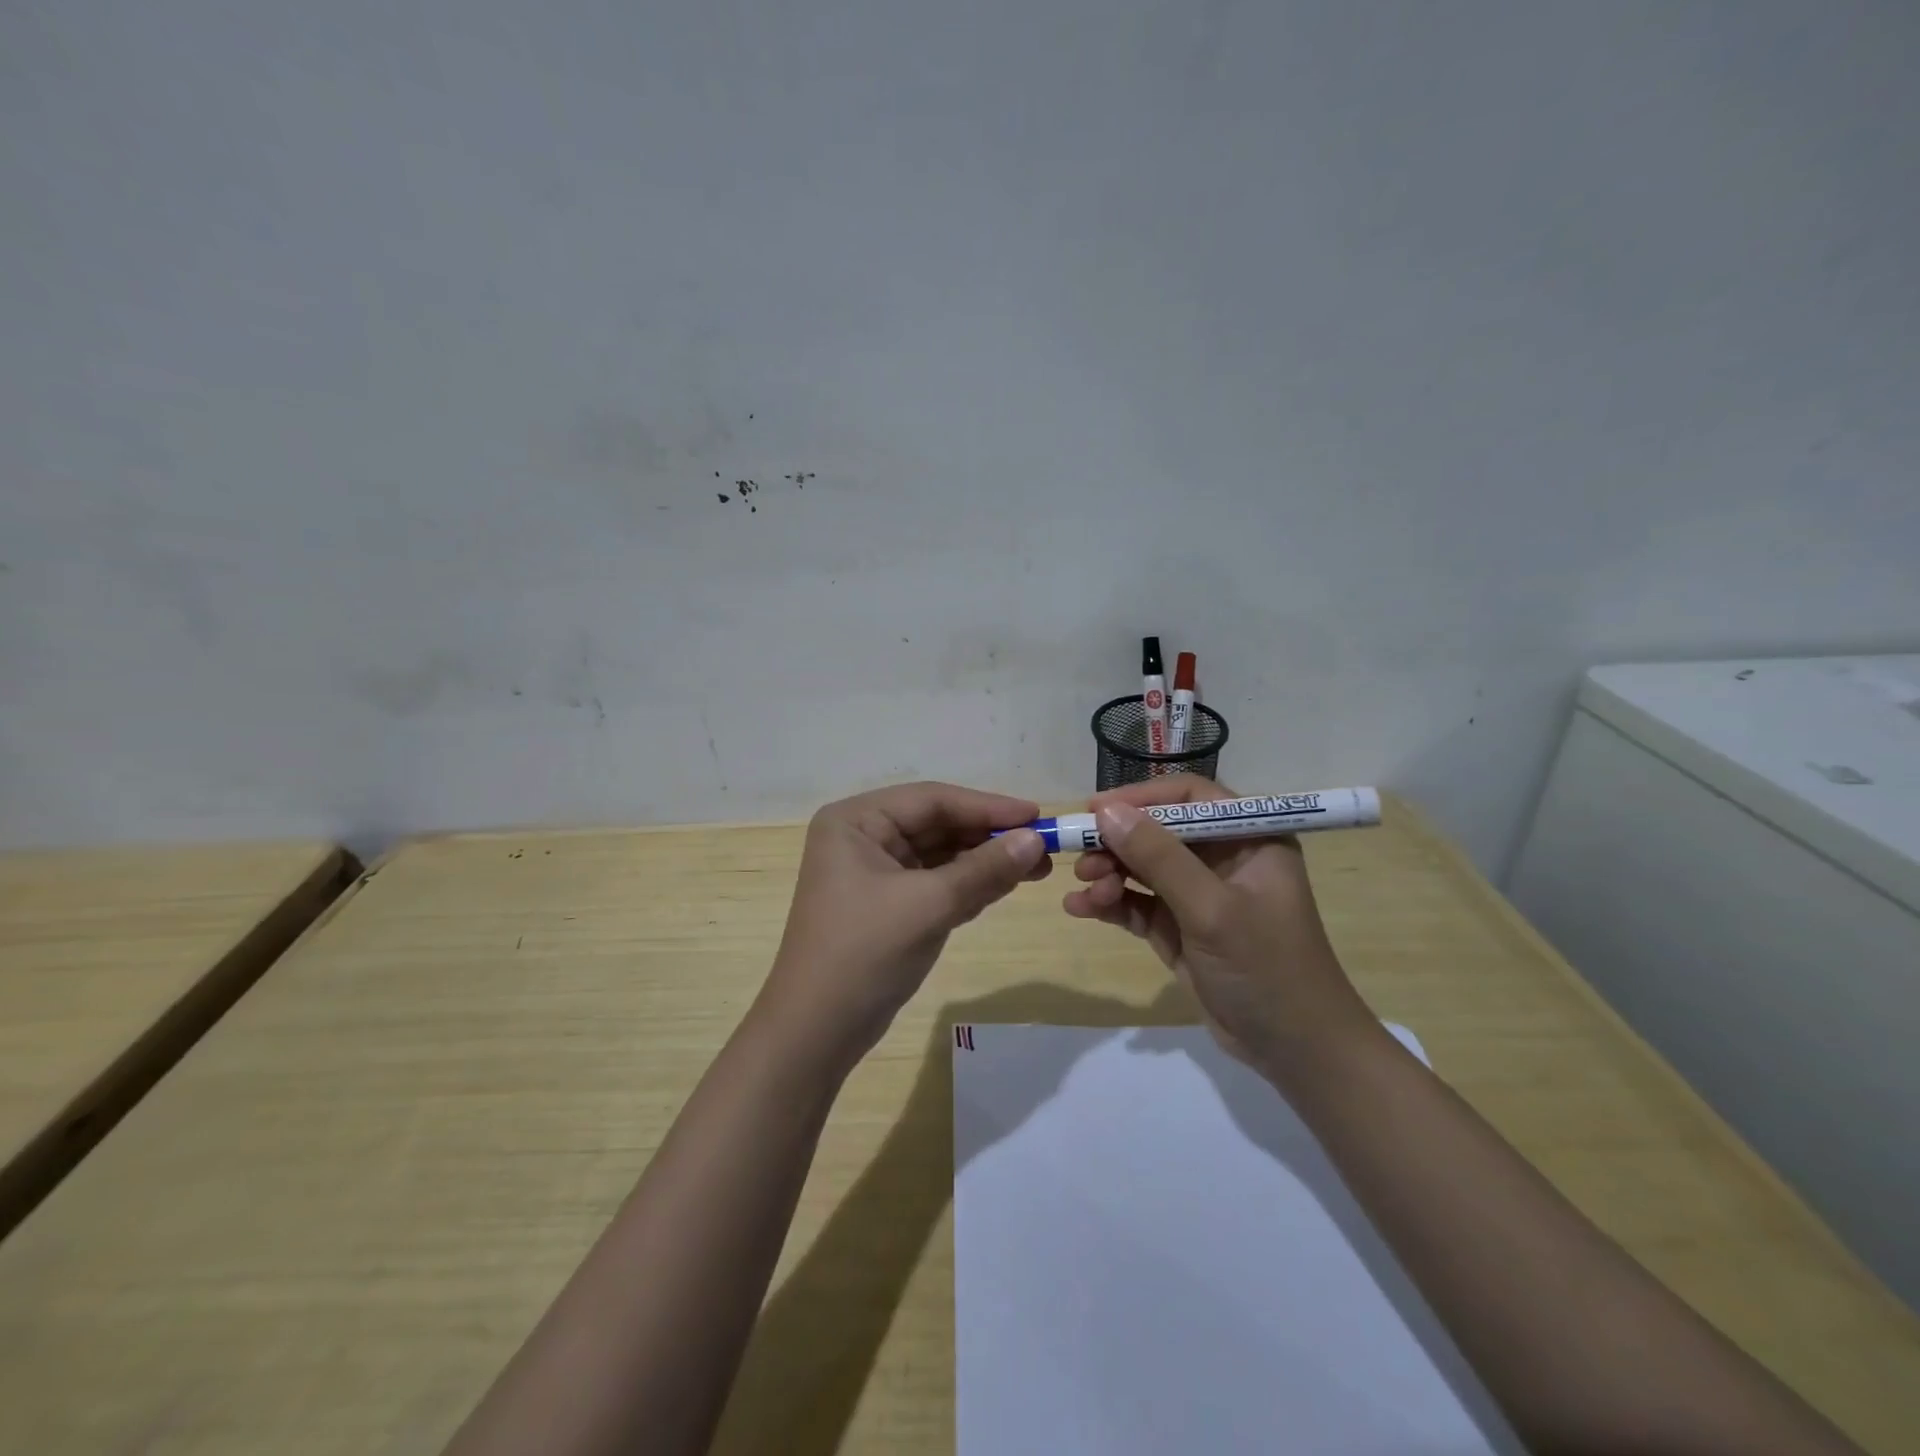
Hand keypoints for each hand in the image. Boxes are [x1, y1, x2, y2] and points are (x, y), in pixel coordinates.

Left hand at [759, 782, 1049, 1070]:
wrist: (816, 1032)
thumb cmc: (865, 953)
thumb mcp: (929, 905)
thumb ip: (984, 870)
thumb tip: (1036, 840)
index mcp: (856, 821)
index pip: (932, 800)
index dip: (987, 806)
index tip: (1037, 815)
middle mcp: (863, 838)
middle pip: (938, 825)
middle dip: (989, 837)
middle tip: (1044, 846)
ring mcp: (874, 873)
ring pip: (941, 855)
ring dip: (985, 861)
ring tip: (1037, 867)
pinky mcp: (888, 904)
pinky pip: (936, 882)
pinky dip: (970, 884)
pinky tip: (1006, 884)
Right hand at [1061, 775, 1373, 1075]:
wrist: (1296, 1052)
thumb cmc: (1266, 967)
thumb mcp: (1211, 909)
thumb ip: (1158, 857)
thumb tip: (1106, 812)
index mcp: (1249, 838)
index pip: (1189, 797)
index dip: (1141, 798)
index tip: (1095, 810)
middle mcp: (1224, 858)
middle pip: (1159, 832)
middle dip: (1118, 843)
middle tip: (1080, 855)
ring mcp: (1200, 895)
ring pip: (1144, 868)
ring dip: (1110, 874)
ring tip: (1084, 890)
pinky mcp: (1181, 928)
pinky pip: (1139, 904)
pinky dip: (1112, 904)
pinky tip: (1081, 908)